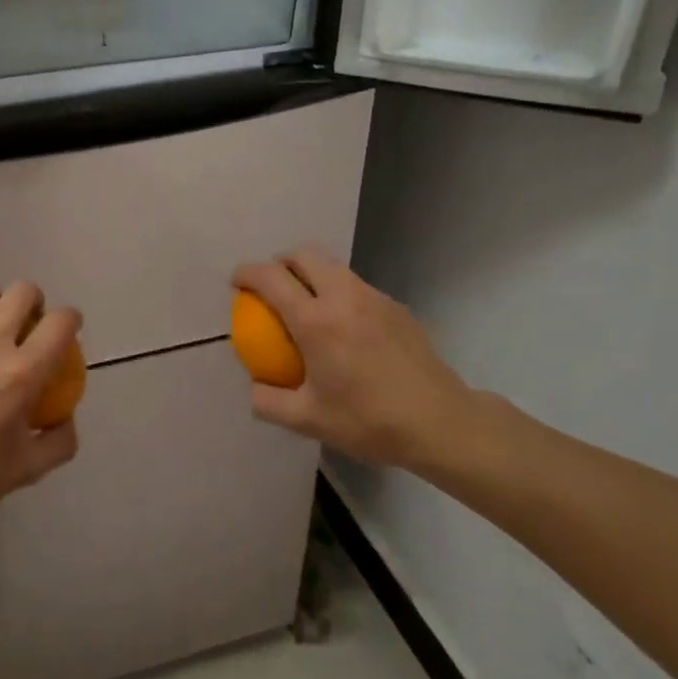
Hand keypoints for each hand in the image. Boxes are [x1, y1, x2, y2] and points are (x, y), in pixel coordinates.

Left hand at [0, 281, 81, 527]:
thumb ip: (60, 440)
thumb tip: (66, 416)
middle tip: (32, 327)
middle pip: (23, 291)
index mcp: (23, 372)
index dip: (72, 320)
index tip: (70, 333)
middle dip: (36, 302)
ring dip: (1, 307)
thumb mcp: (29, 469)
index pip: (60, 322)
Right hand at [231, 246, 503, 477]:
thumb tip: (255, 386)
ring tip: (306, 306)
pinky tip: (344, 329)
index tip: (236, 284)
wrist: (441, 423)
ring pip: (333, 266)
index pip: (270, 278)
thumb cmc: (369, 421)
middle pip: (303, 255)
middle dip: (280, 263)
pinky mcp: (395, 306)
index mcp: (315, 320)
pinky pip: (356, 286)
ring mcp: (373, 297)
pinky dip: (338, 292)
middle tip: (271, 290)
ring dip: (310, 275)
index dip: (246, 274)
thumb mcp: (308, 420)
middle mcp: (342, 296)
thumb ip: (269, 402)